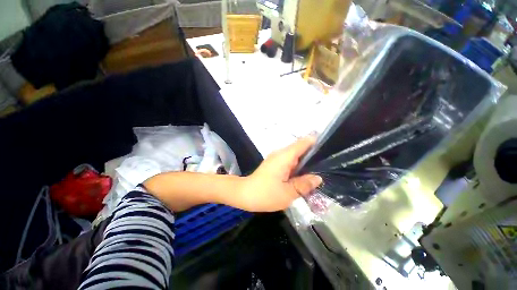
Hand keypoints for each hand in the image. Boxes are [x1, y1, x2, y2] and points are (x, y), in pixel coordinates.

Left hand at [239, 137, 322, 211]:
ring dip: (306, 162)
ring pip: (296, 156)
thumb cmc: (265, 194)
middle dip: (314, 155)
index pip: (303, 142)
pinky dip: (298, 166)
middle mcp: (281, 153)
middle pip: (301, 148)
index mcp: (285, 156)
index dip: (316, 142)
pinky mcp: (275, 164)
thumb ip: (304, 184)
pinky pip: (290, 161)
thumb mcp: (288, 193)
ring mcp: (277, 158)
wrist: (244, 194)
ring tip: (321, 170)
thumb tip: (317, 178)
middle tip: (329, 164)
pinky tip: (305, 175)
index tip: (329, 149)